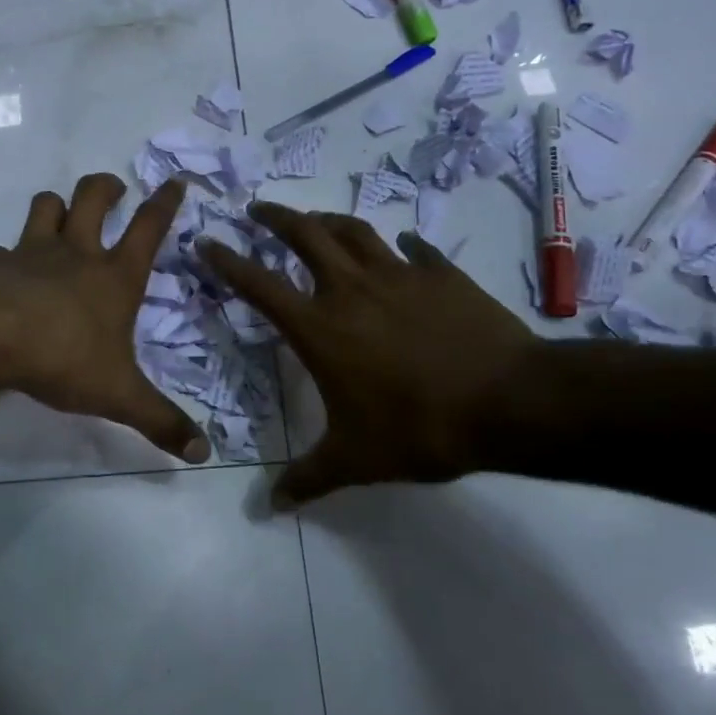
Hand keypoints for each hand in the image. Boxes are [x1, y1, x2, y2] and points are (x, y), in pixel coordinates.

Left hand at [0, 174, 210, 463]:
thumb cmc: (63, 358)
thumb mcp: (119, 396)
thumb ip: (161, 421)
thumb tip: (204, 454)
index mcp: (114, 276)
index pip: (148, 227)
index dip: (165, 202)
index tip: (175, 180)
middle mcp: (76, 253)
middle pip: (93, 198)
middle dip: (106, 187)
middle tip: (114, 189)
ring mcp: (32, 252)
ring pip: (46, 206)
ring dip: (56, 204)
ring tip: (61, 212)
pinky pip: (3, 249)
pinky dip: (8, 255)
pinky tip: (7, 271)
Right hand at [200, 203, 541, 507]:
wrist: (508, 403)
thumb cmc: (419, 428)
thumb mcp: (356, 460)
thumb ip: (309, 478)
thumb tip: (271, 506)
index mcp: (320, 327)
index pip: (259, 285)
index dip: (227, 261)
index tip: (207, 241)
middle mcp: (351, 289)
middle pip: (305, 235)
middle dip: (276, 217)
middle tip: (258, 208)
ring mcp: (399, 275)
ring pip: (354, 231)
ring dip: (329, 220)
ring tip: (316, 219)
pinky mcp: (441, 274)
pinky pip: (417, 250)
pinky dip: (405, 245)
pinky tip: (406, 246)